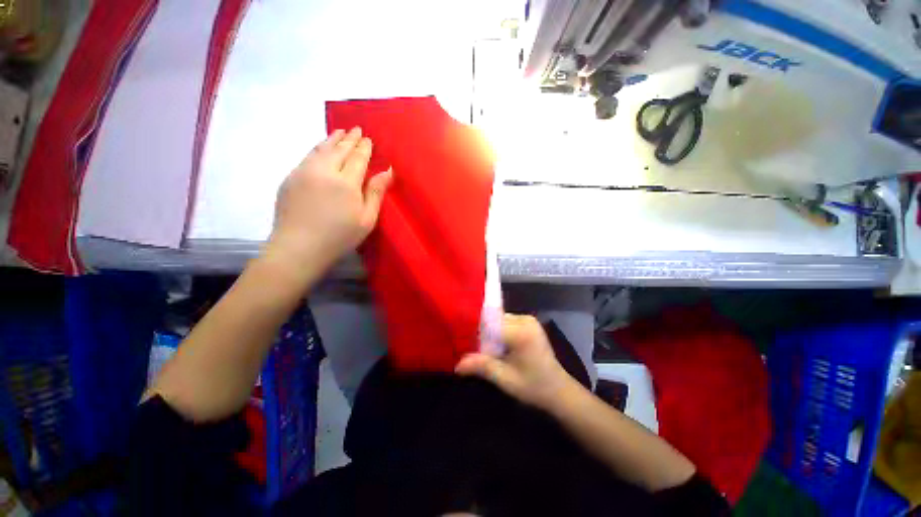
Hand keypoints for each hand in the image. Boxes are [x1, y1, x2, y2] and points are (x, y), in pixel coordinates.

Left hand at [267, 127, 391, 274]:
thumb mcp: (366, 219)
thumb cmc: (340, 236)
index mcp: (346, 182)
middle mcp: (324, 171)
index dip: (364, 148)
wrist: (299, 247)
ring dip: (332, 139)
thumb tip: (388, 170)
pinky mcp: (290, 178)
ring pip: (321, 149)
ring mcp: (304, 172)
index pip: (357, 158)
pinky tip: (321, 148)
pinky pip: (307, 156)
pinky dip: (317, 148)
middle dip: (349, 139)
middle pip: (339, 149)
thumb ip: (376, 192)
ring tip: (340, 132)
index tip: (368, 139)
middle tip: (356, 129)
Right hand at [455, 313, 575, 410]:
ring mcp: (528, 319)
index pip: (490, 323)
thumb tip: (456, 365)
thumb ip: (482, 367)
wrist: (559, 390)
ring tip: (487, 351)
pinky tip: (499, 348)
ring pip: (498, 320)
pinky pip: (506, 322)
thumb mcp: (505, 380)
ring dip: (491, 334)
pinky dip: (499, 332)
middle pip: (494, 320)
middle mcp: (525, 320)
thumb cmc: (533, 387)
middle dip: (483, 335)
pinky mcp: (529, 322)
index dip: (476, 334)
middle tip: (475, 351)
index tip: (466, 345)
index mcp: (521, 332)